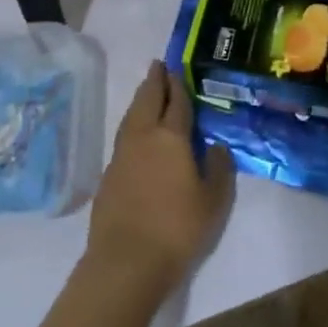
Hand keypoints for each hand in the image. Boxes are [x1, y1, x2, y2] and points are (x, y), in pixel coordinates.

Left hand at [85, 63, 233, 292]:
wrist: (126, 261)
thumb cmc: (178, 228)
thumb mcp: (214, 202)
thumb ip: (218, 169)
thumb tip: (215, 146)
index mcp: (171, 137)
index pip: (176, 102)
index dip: (178, 84)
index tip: (176, 67)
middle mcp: (144, 136)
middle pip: (147, 99)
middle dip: (154, 81)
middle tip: (158, 65)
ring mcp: (122, 154)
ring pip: (132, 115)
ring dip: (140, 99)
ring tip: (147, 91)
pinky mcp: (109, 174)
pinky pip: (123, 135)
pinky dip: (132, 123)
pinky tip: (136, 132)